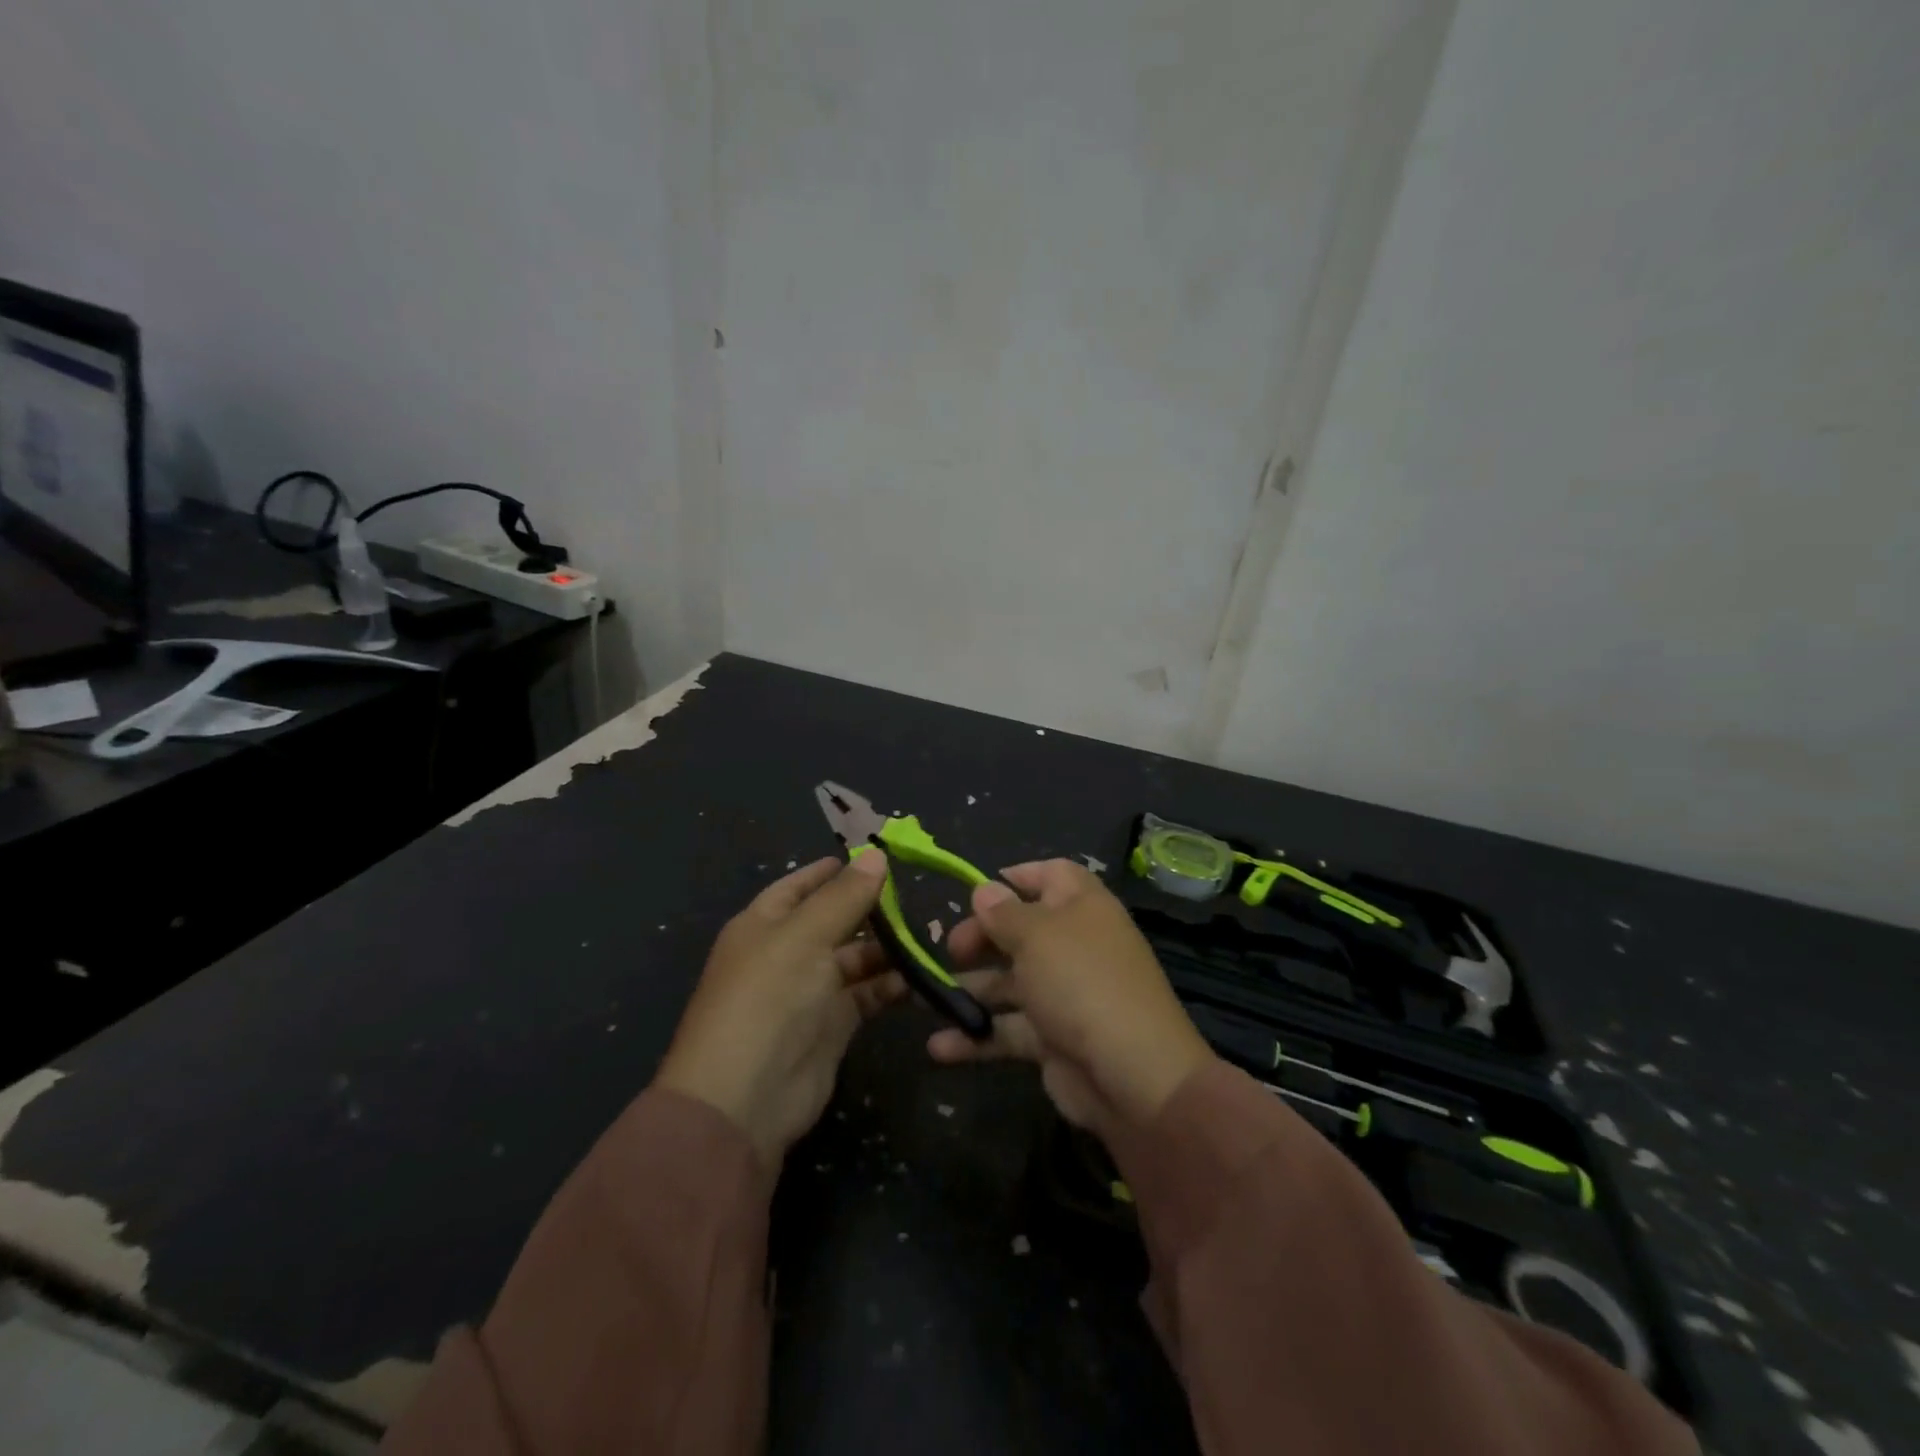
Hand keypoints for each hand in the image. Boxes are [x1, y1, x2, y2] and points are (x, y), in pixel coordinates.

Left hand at [655, 853, 900, 1169]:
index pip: (800, 886)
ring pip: (854, 959)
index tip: (875, 858)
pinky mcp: (833, 1025)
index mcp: (764, 924)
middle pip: (834, 921)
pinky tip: (920, 978)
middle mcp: (786, 953)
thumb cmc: (768, 998)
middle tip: (915, 899)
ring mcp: (810, 991)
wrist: (745, 1099)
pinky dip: (890, 985)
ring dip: (886, 949)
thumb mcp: (805, 936)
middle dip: (870, 910)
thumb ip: (845, 896)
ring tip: (926, 937)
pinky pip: (866, 994)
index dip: (833, 871)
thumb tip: (875, 855)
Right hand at [929, 859, 1213, 1139]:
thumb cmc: (1080, 982)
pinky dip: (977, 1038)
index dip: (1018, 877)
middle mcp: (1075, 945)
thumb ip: (1003, 913)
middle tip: (952, 951)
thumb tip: (985, 890)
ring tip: (928, 998)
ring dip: (971, 990)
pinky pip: (1010, 1029)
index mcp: (1082, 907)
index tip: (978, 892)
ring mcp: (1065, 994)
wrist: (1132, 1075)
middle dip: (982, 937)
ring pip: (1011, 982)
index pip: (1053, 875)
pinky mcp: (1054, 1040)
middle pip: (1022, 930)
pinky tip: (938, 1047)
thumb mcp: (1036, 936)